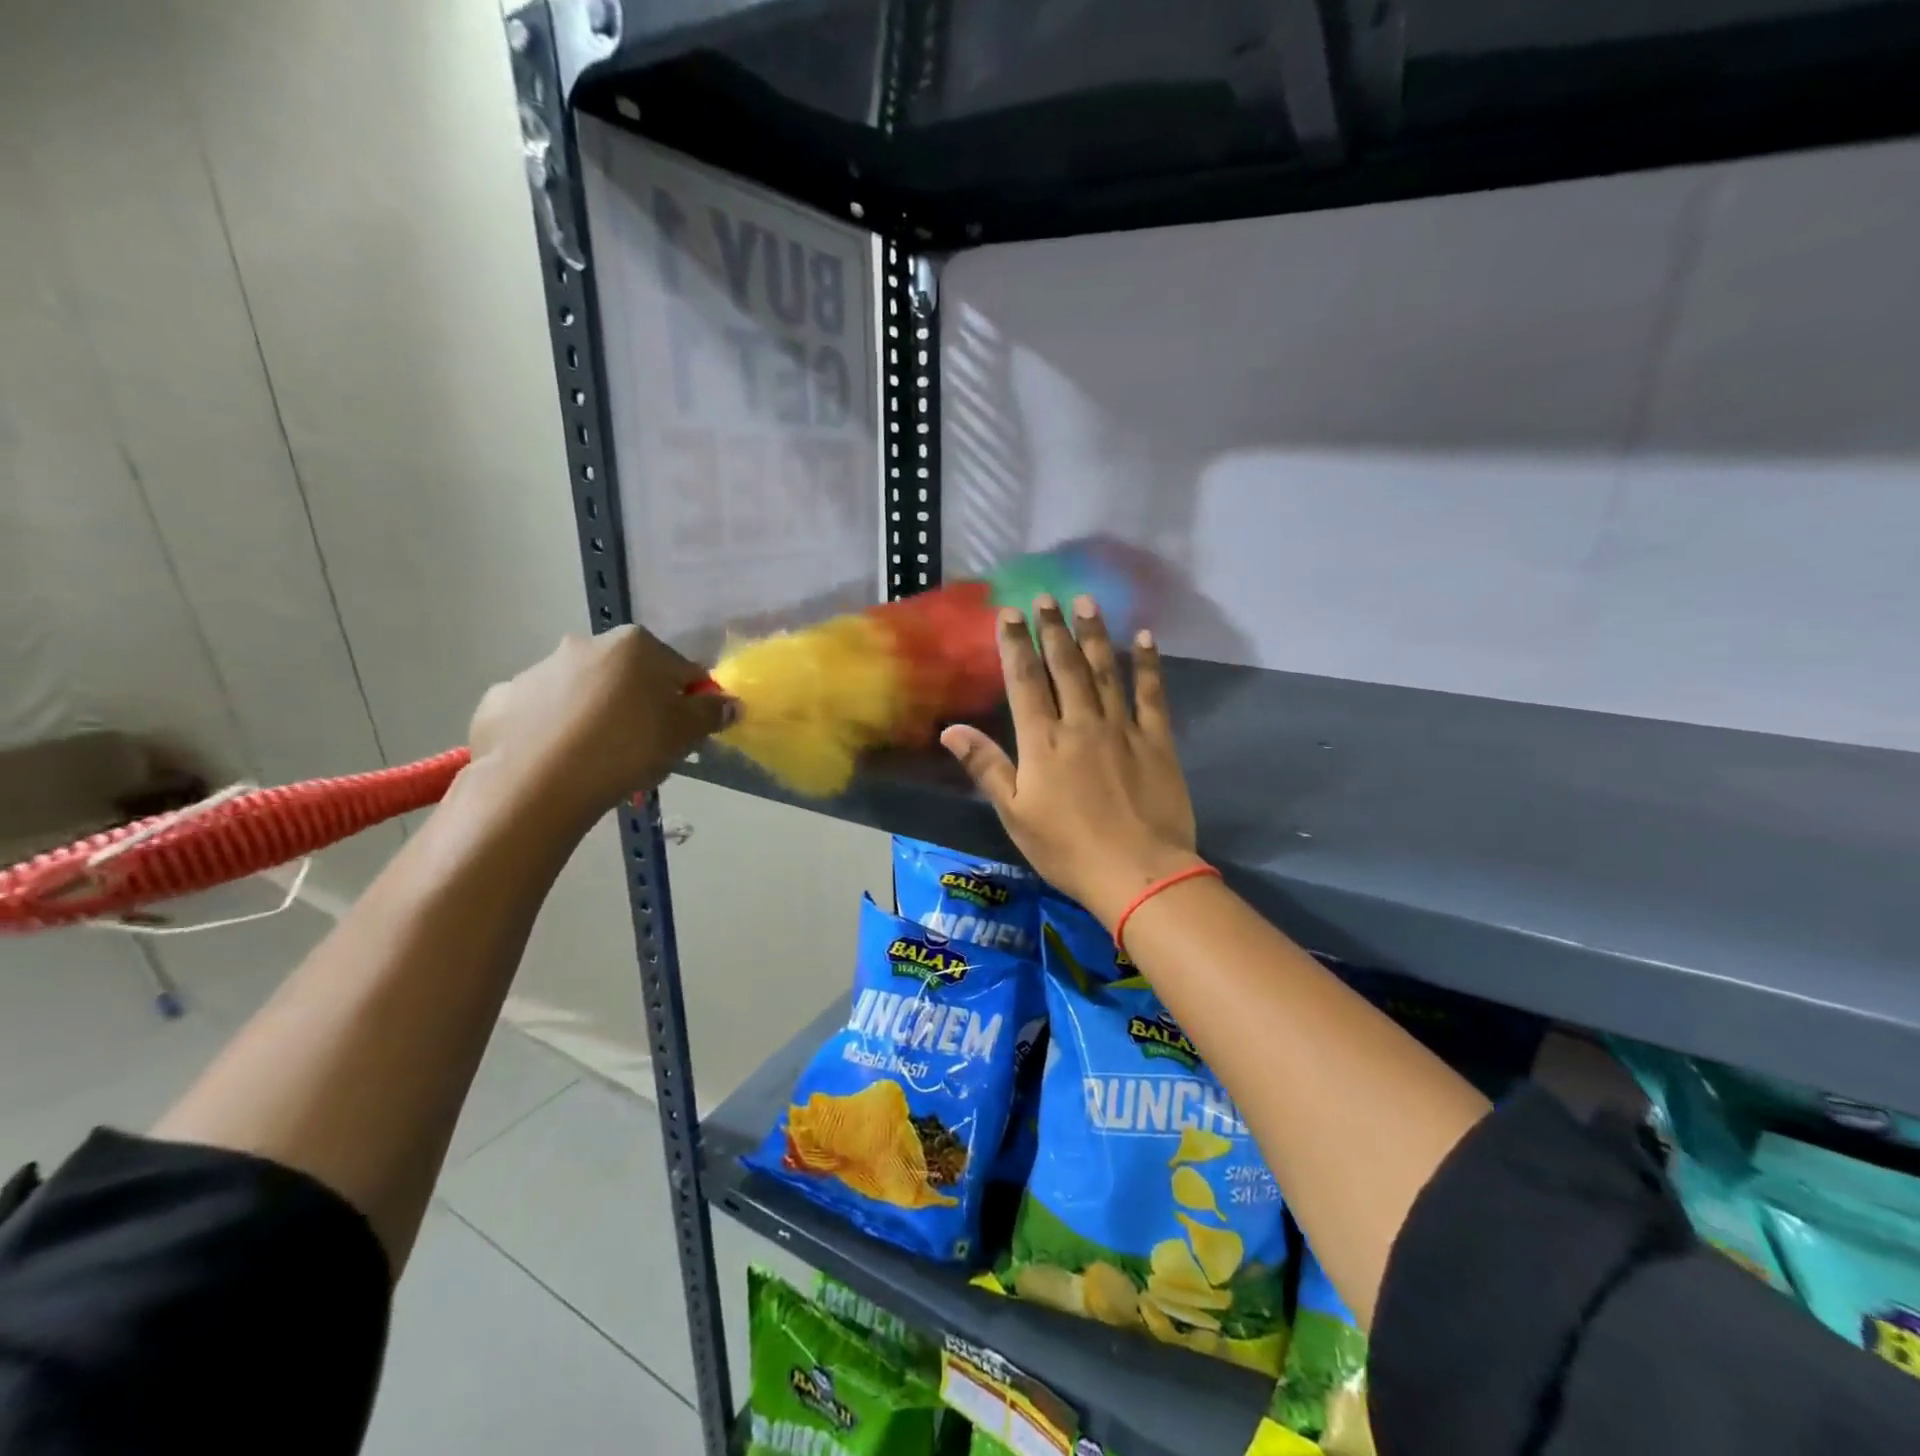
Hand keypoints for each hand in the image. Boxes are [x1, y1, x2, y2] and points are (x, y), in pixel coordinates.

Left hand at [467, 626, 733, 822]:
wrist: (537, 783)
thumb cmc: (626, 749)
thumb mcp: (684, 734)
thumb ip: (712, 713)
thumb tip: (730, 703)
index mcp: (635, 645)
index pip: (682, 671)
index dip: (691, 704)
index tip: (686, 736)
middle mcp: (586, 644)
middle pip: (630, 678)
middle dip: (640, 707)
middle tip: (644, 751)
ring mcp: (538, 670)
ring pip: (585, 694)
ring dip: (597, 717)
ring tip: (599, 762)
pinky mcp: (503, 699)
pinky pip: (541, 714)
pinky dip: (552, 731)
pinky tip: (558, 761)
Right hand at [940, 594, 1200, 929]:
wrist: (1138, 873)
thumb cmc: (1067, 849)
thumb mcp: (1015, 814)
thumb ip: (985, 767)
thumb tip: (950, 730)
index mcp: (1043, 741)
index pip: (1024, 681)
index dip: (1015, 645)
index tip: (1009, 613)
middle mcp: (1081, 723)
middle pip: (1064, 667)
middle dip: (1053, 629)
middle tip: (1047, 598)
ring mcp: (1122, 728)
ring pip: (1105, 671)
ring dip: (1094, 635)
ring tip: (1086, 603)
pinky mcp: (1157, 741)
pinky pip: (1152, 694)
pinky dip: (1147, 665)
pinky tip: (1144, 638)